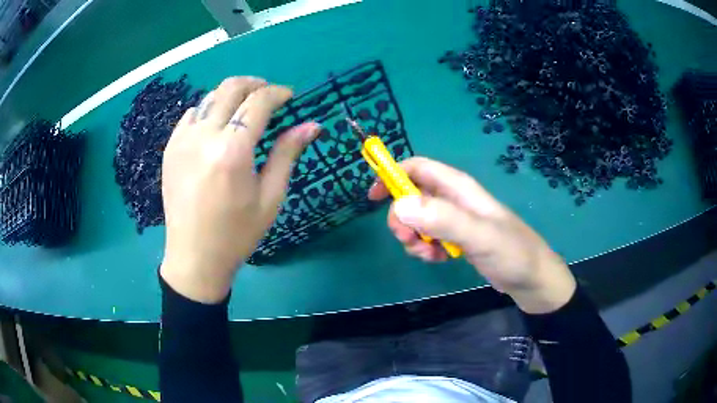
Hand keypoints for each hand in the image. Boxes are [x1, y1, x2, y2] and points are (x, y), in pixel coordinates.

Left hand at [160, 77, 319, 302]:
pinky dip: (209, 111)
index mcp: (232, 151)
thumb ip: (287, 154)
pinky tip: (217, 128)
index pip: (258, 102)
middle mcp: (204, 136)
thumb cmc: (237, 234)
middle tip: (269, 95)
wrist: (194, 257)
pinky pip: (191, 114)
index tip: (289, 97)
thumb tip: (311, 125)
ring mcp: (182, 140)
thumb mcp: (270, 197)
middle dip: (255, 84)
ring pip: (210, 96)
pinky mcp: (170, 148)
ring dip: (231, 95)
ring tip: (244, 111)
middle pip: (231, 87)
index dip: (278, 93)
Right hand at [368, 157, 575, 313]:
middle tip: (408, 239)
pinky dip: (425, 248)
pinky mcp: (456, 238)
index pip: (418, 168)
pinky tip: (439, 260)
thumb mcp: (479, 236)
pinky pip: (429, 236)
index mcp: (458, 188)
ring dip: (413, 236)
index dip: (393, 175)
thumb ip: (443, 219)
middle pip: (412, 196)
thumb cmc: (511, 252)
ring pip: (418, 219)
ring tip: (428, 254)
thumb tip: (399, 205)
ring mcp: (455, 219)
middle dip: (402, 217)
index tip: (374, 198)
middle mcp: (454, 199)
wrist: (531, 278)